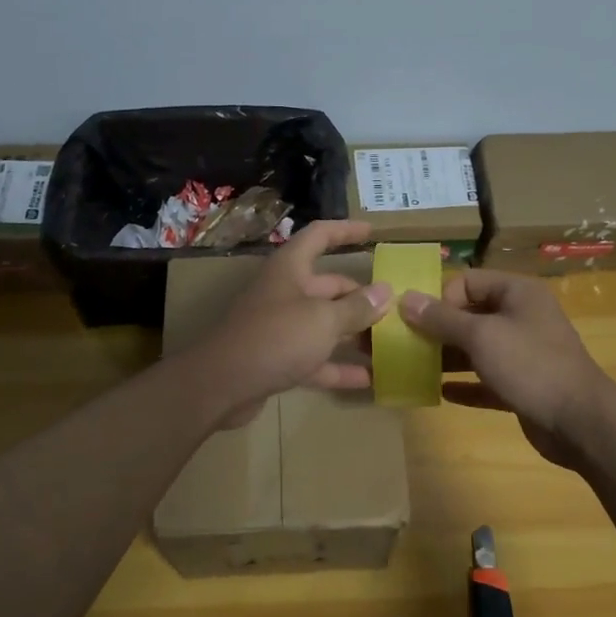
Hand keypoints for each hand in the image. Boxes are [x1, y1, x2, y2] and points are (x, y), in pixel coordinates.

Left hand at [190, 220, 390, 428]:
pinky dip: (339, 367)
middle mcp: (284, 293)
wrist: (221, 385)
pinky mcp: (277, 360)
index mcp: (290, 270)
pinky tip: (369, 380)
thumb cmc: (276, 338)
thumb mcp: (323, 320)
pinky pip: (315, 359)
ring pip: (323, 325)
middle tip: (394, 309)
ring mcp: (280, 328)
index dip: (345, 231)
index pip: (319, 236)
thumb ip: (357, 307)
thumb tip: (385, 292)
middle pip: (328, 287)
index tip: (372, 233)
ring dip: (353, 335)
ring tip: (388, 344)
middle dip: (360, 297)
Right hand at [399, 270, 612, 468]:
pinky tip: (441, 393)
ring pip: (477, 349)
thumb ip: (441, 319)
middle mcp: (521, 317)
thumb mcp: (481, 336)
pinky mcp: (523, 385)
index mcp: (517, 293)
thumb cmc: (530, 365)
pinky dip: (466, 384)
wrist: (580, 422)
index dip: (441, 298)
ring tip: (415, 370)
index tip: (419, 323)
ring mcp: (523, 353)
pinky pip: (486, 379)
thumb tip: (405, 299)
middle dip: (438, 330)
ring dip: (448, 358)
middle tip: (407, 347)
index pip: (468, 281)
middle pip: (470, 315)